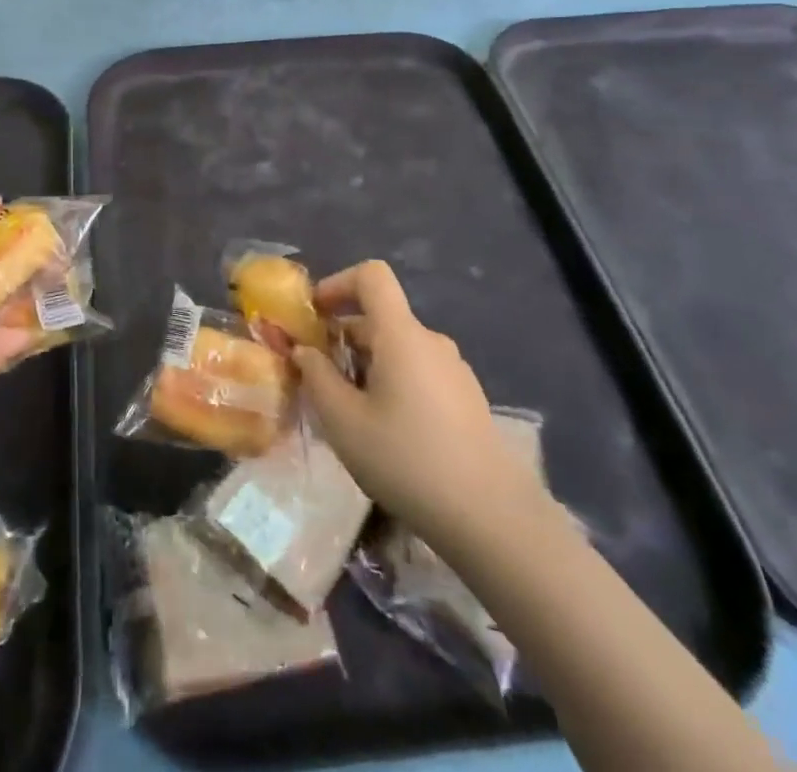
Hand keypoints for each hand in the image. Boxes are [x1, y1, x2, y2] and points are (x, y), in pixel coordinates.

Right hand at [293, 260, 541, 542]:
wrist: (492, 519)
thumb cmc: (407, 460)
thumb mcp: (344, 421)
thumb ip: (316, 377)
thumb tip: (304, 351)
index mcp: (401, 334)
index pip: (372, 276)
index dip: (338, 283)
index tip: (315, 315)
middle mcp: (430, 342)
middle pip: (380, 319)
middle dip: (343, 339)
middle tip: (317, 380)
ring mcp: (454, 371)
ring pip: (398, 349)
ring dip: (366, 366)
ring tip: (348, 413)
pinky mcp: (466, 400)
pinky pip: (418, 373)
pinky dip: (392, 384)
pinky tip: (384, 433)